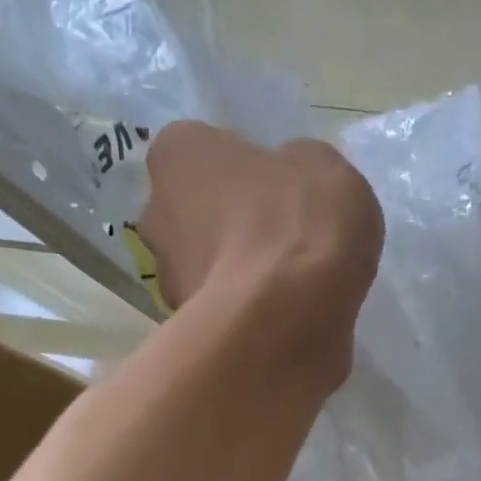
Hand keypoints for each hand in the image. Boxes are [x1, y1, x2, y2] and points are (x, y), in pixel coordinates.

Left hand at [138, 122, 383, 391]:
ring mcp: (168, 277)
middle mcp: (156, 212)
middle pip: (200, 212)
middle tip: (288, 241)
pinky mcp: (189, 330)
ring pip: (211, 265)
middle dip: (236, 225)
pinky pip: (228, 311)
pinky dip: (252, 313)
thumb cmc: (299, 223)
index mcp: (179, 153)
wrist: (288, 318)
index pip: (205, 151)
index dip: (247, 172)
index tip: (282, 193)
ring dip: (242, 273)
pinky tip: (289, 319)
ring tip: (295, 288)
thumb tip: (292, 183)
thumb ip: (298, 168)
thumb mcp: (323, 168)